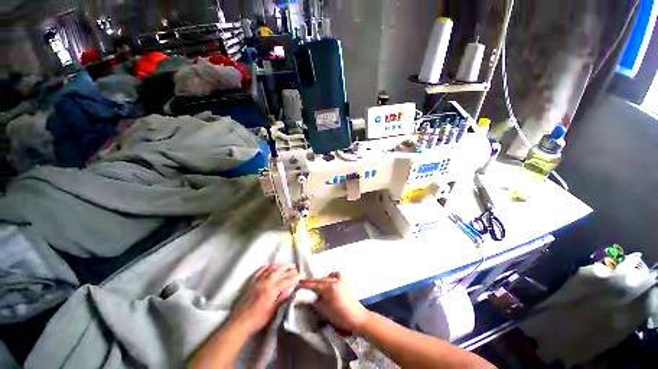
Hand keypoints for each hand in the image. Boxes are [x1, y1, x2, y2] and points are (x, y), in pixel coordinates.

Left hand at [230, 263, 301, 334]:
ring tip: (285, 264)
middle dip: (288, 267)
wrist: (238, 324)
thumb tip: (292, 288)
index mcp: (271, 291)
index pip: (287, 281)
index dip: (295, 277)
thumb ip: (282, 298)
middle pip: (278, 271)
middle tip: (294, 267)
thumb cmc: (257, 320)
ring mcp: (257, 282)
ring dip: (278, 265)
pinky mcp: (251, 284)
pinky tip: (268, 266)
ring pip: (269, 269)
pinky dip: (265, 268)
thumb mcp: (272, 311)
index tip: (302, 274)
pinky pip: (258, 272)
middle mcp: (265, 283)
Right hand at [299, 272, 369, 333]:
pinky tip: (327, 279)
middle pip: (318, 280)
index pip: (313, 284)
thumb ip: (315, 300)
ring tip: (311, 284)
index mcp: (328, 287)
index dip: (303, 285)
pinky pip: (335, 275)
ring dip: (317, 280)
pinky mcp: (343, 282)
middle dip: (309, 282)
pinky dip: (330, 276)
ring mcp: (338, 280)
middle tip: (300, 283)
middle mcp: (333, 280)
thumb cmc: (339, 315)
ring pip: (324, 278)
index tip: (295, 285)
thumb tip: (307, 295)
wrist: (356, 317)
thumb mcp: (324, 309)